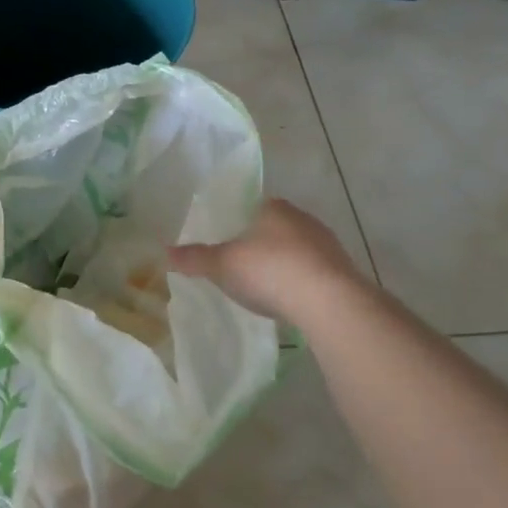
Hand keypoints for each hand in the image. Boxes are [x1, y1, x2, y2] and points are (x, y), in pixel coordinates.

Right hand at [169, 198, 363, 324]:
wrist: (328, 302)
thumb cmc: (268, 271)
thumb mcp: (222, 265)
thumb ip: (195, 258)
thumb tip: (165, 252)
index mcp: (273, 208)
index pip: (253, 206)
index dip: (238, 221)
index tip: (227, 240)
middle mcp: (303, 218)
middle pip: (275, 227)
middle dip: (260, 243)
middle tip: (241, 263)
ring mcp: (327, 244)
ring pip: (297, 249)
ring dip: (283, 263)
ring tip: (264, 284)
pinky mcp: (342, 271)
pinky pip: (313, 272)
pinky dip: (300, 281)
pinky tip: (289, 299)